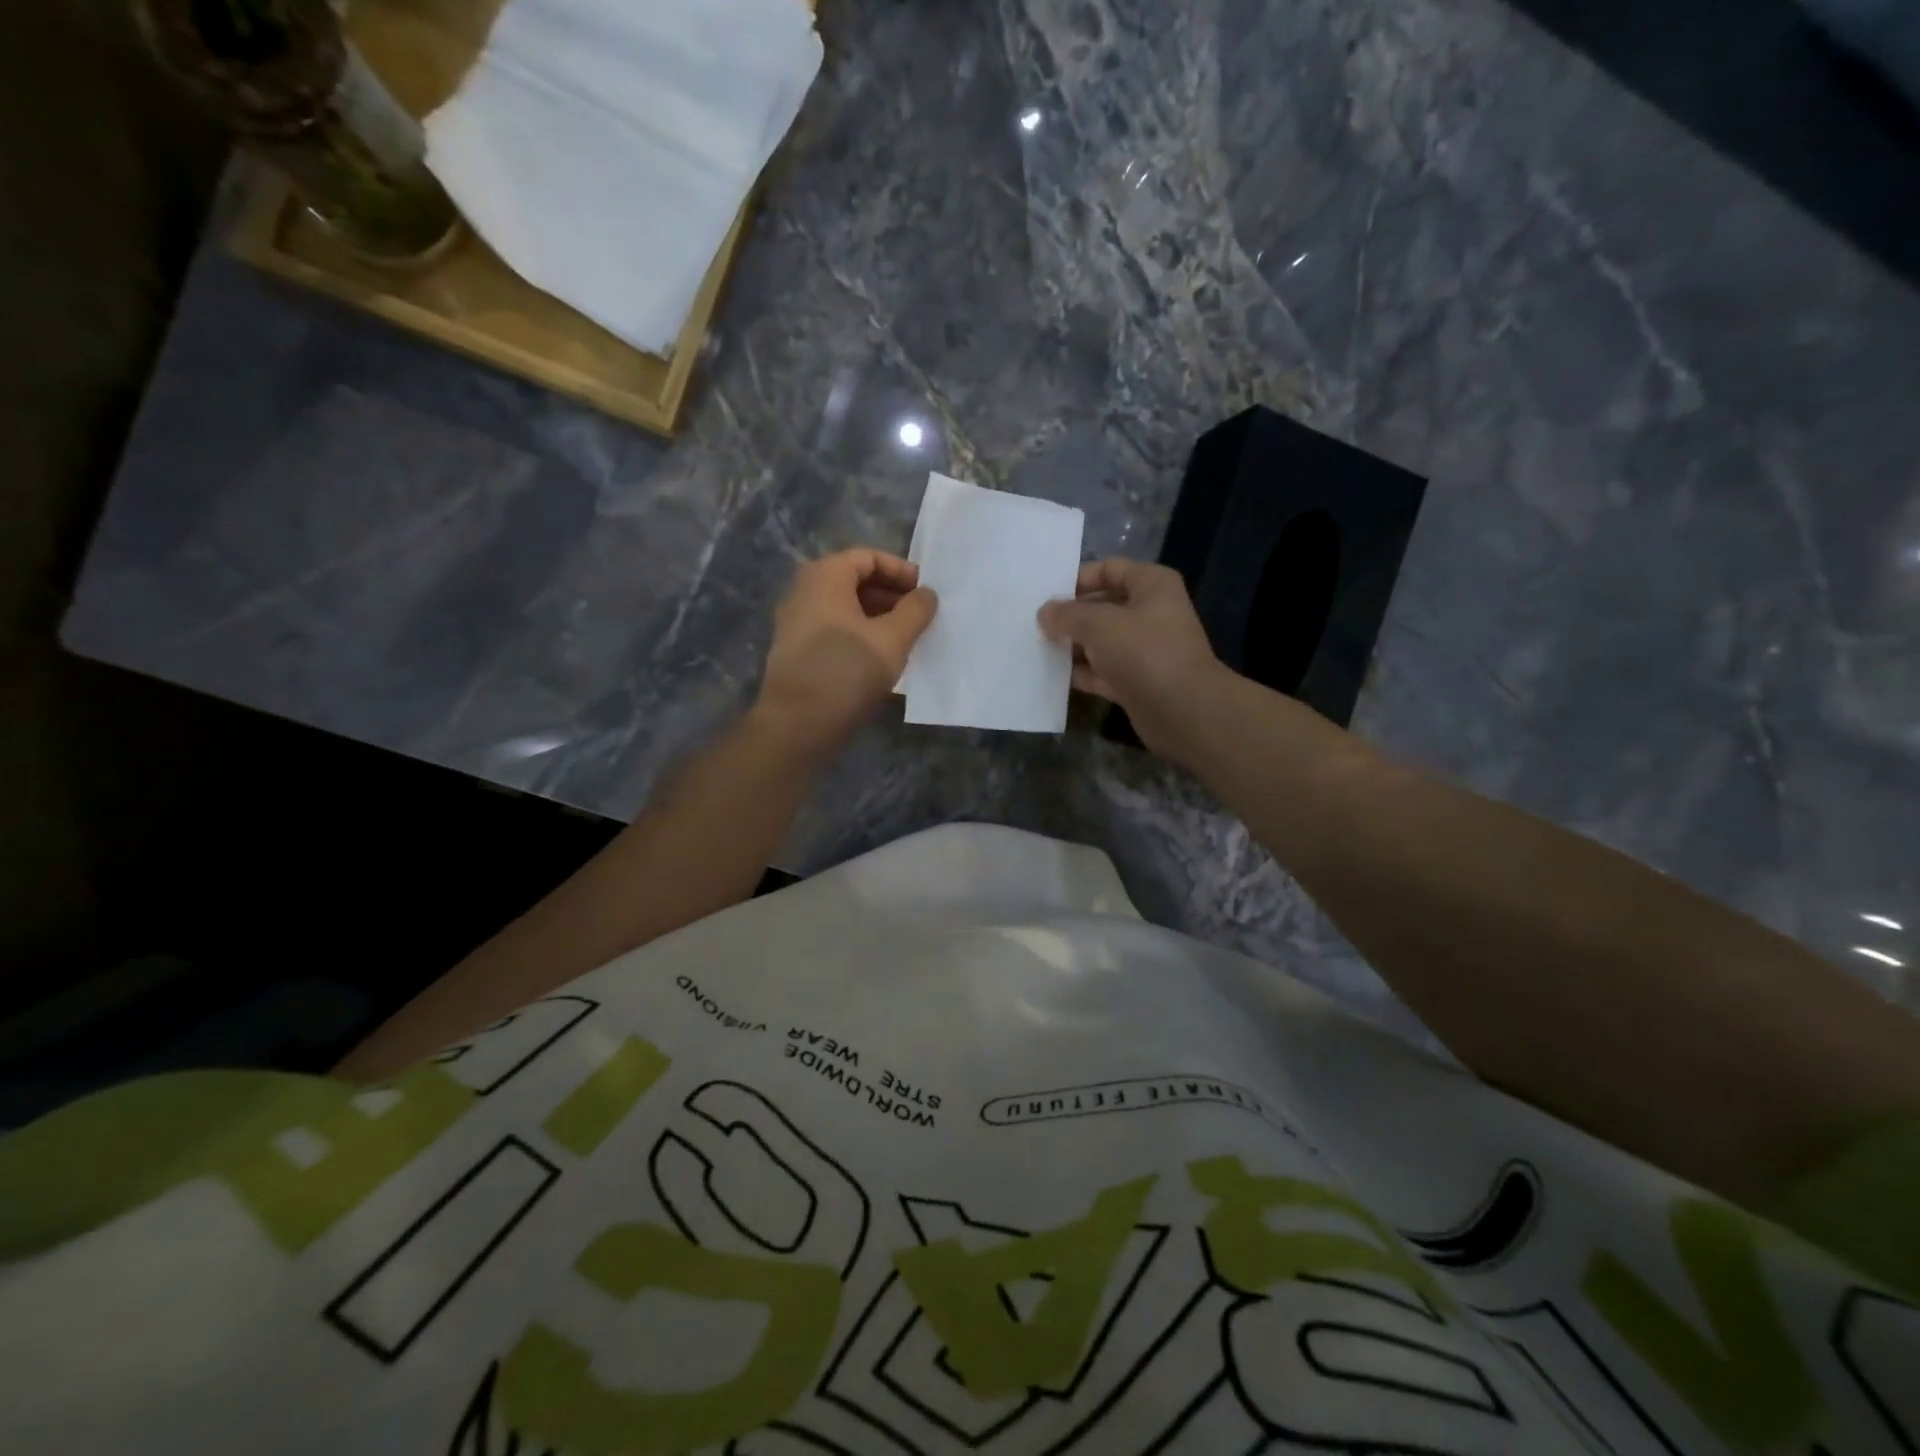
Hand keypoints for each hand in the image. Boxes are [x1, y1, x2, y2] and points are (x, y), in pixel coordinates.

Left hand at [756, 549, 938, 753]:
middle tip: (921, 617)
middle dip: (891, 596)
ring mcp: (796, 621)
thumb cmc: (847, 671)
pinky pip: (834, 629)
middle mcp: (804, 591)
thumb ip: (915, 610)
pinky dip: (860, 635)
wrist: (797, 724)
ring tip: (907, 639)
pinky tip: (881, 659)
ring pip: (845, 608)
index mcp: (824, 576)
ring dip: (878, 618)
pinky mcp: (797, 650)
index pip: (869, 558)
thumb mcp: (892, 639)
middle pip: (855, 581)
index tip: (926, 593)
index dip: (901, 571)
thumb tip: (926, 594)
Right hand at [1038, 559, 1228, 759]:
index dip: (1077, 579)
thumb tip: (1044, 613)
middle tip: (1035, 624)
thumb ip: (1067, 615)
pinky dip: (1081, 672)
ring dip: (1073, 646)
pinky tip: (1052, 675)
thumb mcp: (1098, 624)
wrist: (1182, 710)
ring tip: (1036, 648)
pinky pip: (1102, 670)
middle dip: (1071, 616)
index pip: (1109, 569)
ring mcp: (1144, 650)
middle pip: (1102, 606)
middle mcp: (1151, 612)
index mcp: (1152, 585)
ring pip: (1100, 641)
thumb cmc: (1144, 652)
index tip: (1046, 595)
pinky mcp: (1136, 681)